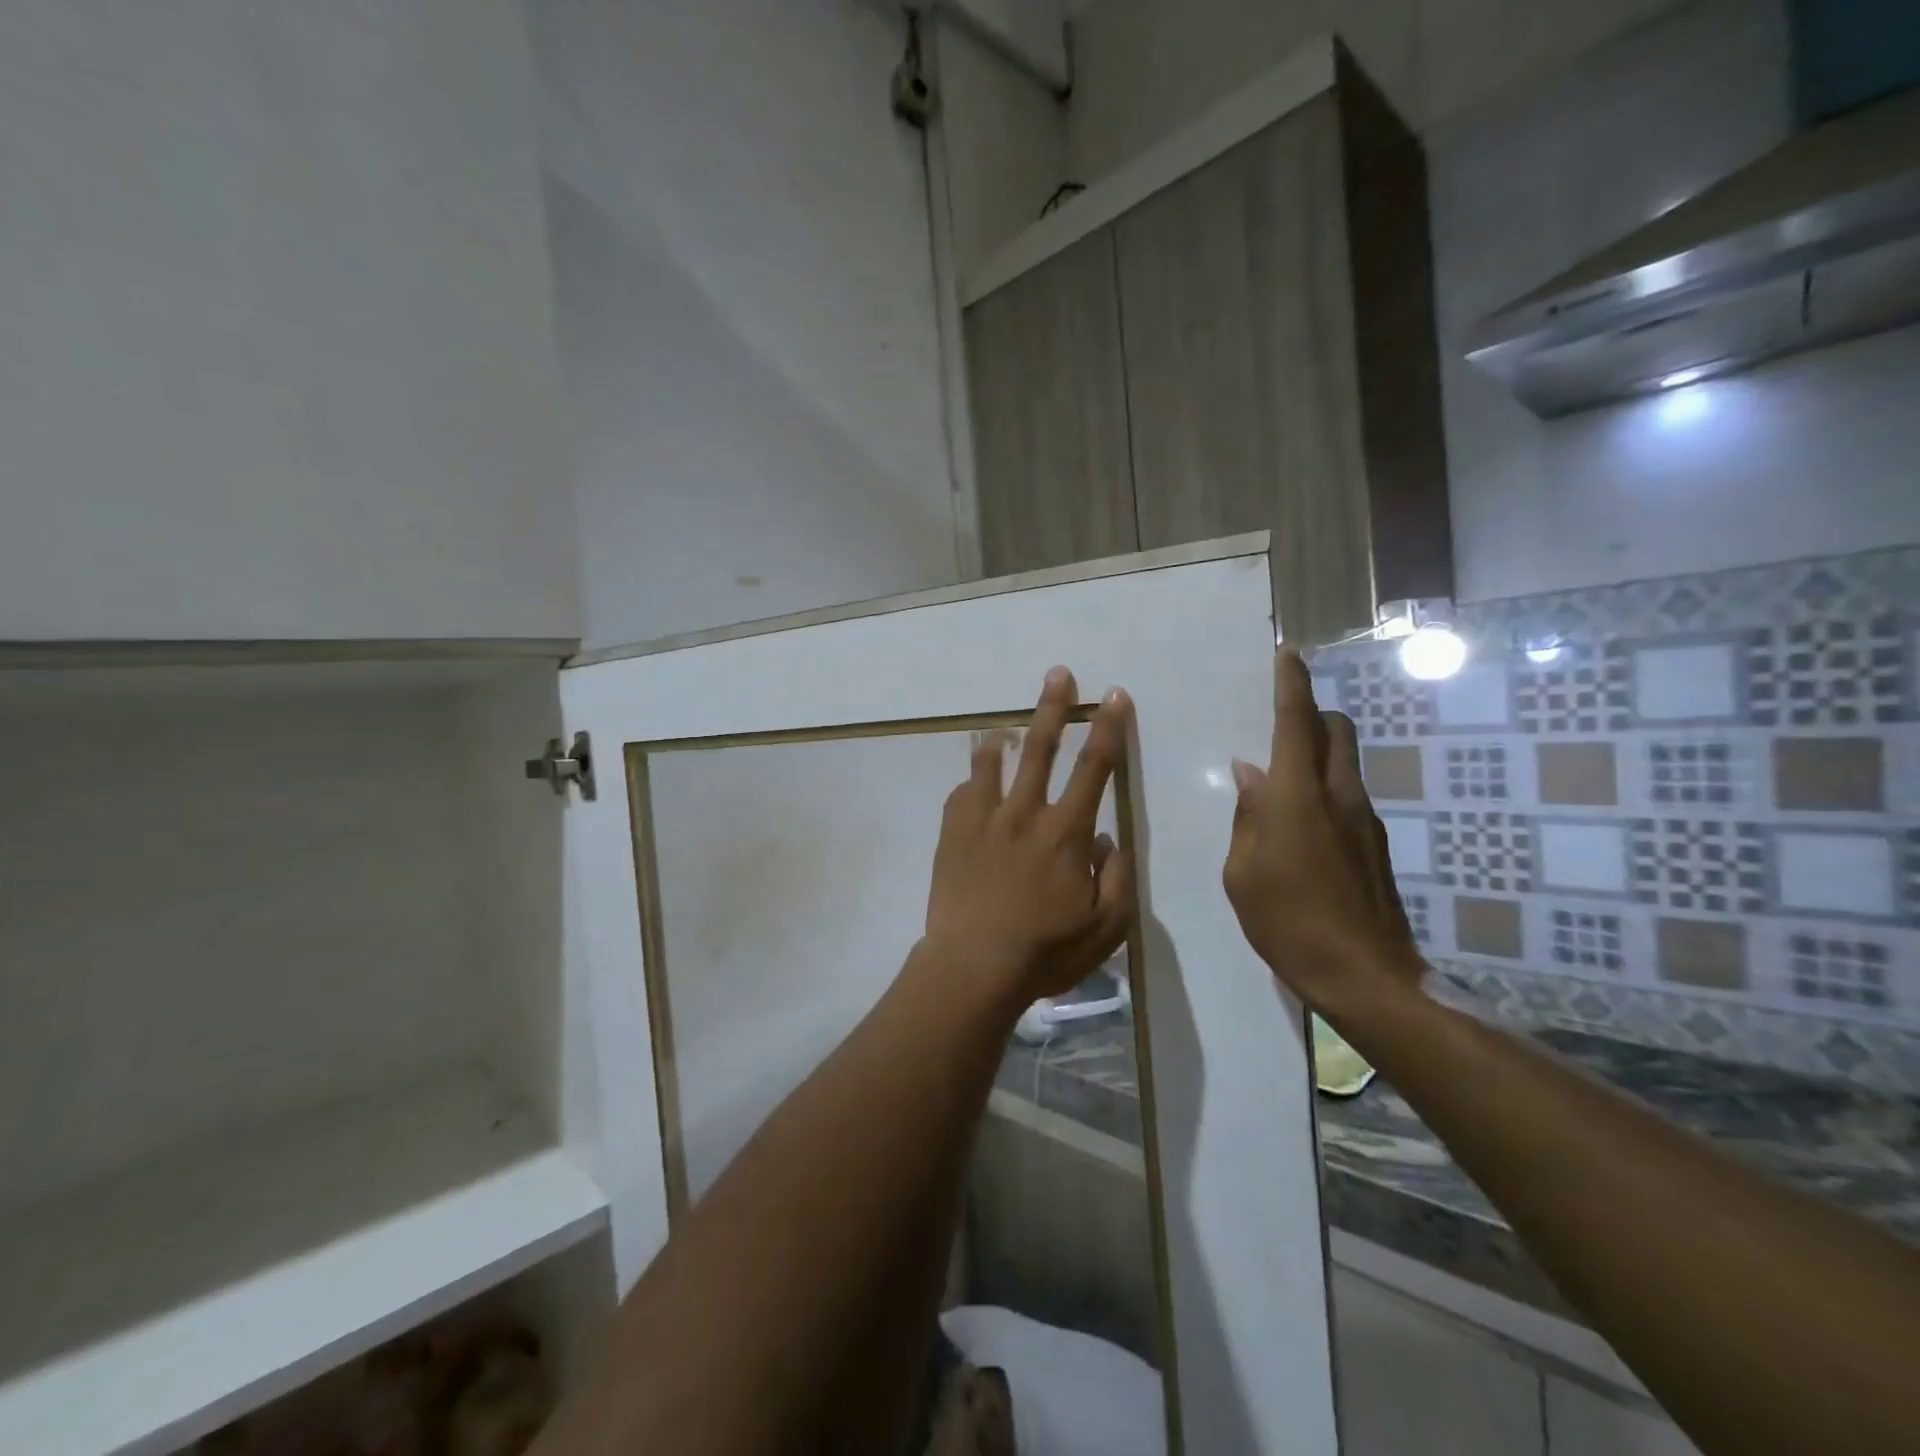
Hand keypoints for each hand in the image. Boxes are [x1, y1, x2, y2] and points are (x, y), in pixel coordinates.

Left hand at [922, 666, 1134, 1004]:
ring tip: (1003, 729)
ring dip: (1002, 740)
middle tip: (1058, 673)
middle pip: (1042, 749)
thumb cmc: (1045, 950)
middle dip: (1054, 707)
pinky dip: (970, 784)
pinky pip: (961, 795)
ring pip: (991, 765)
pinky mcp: (952, 834)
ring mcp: (983, 821)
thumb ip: (1117, 876)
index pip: (1095, 768)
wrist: (973, 966)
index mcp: (1065, 831)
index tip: (1114, 696)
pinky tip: (972, 787)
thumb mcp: (1106, 926)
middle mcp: (1024, 814)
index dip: (1109, 729)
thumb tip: (1108, 838)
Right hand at [1222, 646, 1423, 1015]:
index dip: (1292, 683)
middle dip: (1312, 713)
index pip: (1297, 722)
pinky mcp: (1375, 846)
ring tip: (1280, 788)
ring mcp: (1364, 820)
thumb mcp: (1242, 871)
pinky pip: (1347, 797)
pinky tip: (1300, 830)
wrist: (1364, 976)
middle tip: (1280, 725)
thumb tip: (1250, 774)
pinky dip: (1323, 792)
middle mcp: (1338, 796)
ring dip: (1317, 755)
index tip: (1290, 653)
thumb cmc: (1287, 921)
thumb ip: (1247, 816)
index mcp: (1298, 796)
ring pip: (1344, 763)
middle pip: (1336, 730)